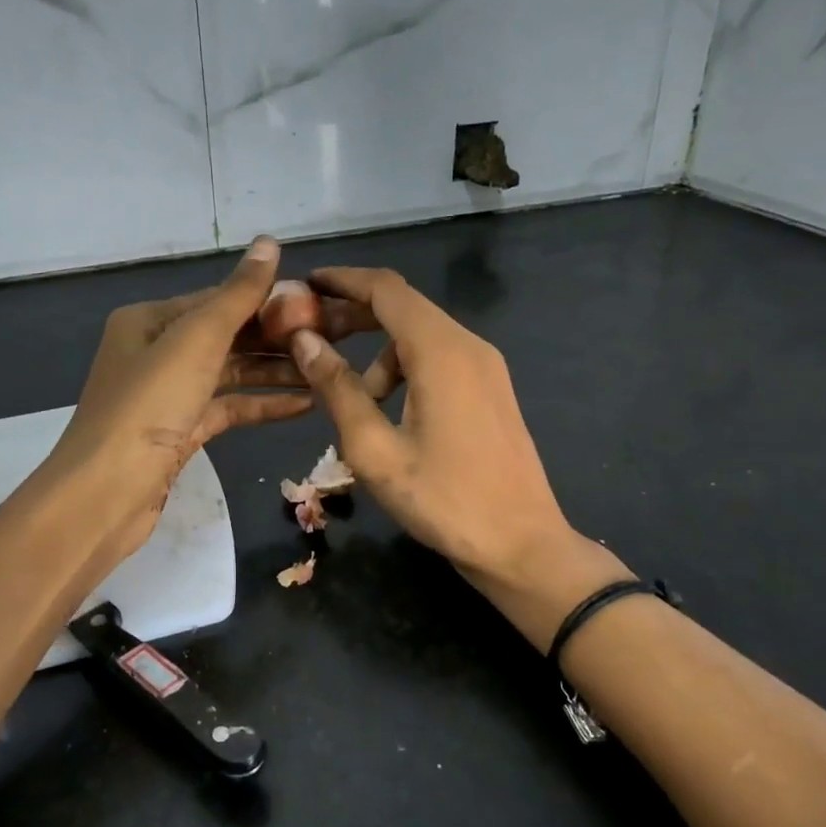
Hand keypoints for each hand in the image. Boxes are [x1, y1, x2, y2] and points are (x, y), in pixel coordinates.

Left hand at [44, 237, 315, 563]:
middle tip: (331, 339)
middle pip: (227, 336)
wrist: (106, 493)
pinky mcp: (181, 432)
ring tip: (326, 372)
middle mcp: (156, 351)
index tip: (317, 306)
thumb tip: (269, 241)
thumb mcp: (196, 341)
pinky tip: (304, 405)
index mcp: (150, 320)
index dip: (267, 300)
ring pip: (231, 374)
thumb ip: (237, 295)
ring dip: (275, 372)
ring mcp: (169, 394)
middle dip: (276, 338)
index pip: (218, 299)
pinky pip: (228, 408)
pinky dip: (262, 405)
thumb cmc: (149, 406)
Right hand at [287, 267, 630, 650]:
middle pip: (403, 308)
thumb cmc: (443, 500)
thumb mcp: (374, 449)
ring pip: (419, 337)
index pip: (385, 289)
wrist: (522, 545)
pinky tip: (388, 413)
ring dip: (377, 353)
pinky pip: (439, 360)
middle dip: (353, 315)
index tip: (304, 283)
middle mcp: (468, 346)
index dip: (342, 280)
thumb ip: (337, 389)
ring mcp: (486, 368)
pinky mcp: (491, 390)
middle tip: (308, 335)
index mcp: (441, 351)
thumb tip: (304, 341)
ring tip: (351, 398)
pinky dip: (404, 370)